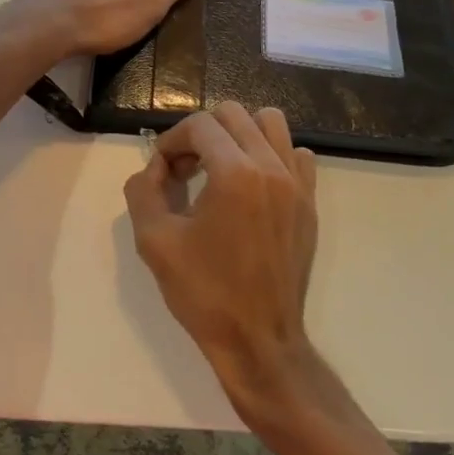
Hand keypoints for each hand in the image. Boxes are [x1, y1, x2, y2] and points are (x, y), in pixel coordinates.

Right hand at [124, 103, 318, 399]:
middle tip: (186, 169)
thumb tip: (155, 167)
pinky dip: (272, 156)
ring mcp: (297, 184)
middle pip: (234, 114)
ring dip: (239, 134)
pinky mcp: (309, 203)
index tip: (162, 169)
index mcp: (235, 174)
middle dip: (202, 133)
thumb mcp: (154, 241)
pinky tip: (253, 186)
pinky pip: (297, 155)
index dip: (172, 140)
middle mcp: (271, 168)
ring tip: (220, 168)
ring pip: (271, 124)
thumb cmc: (204, 293)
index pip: (200, 124)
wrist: (259, 340)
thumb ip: (143, 190)